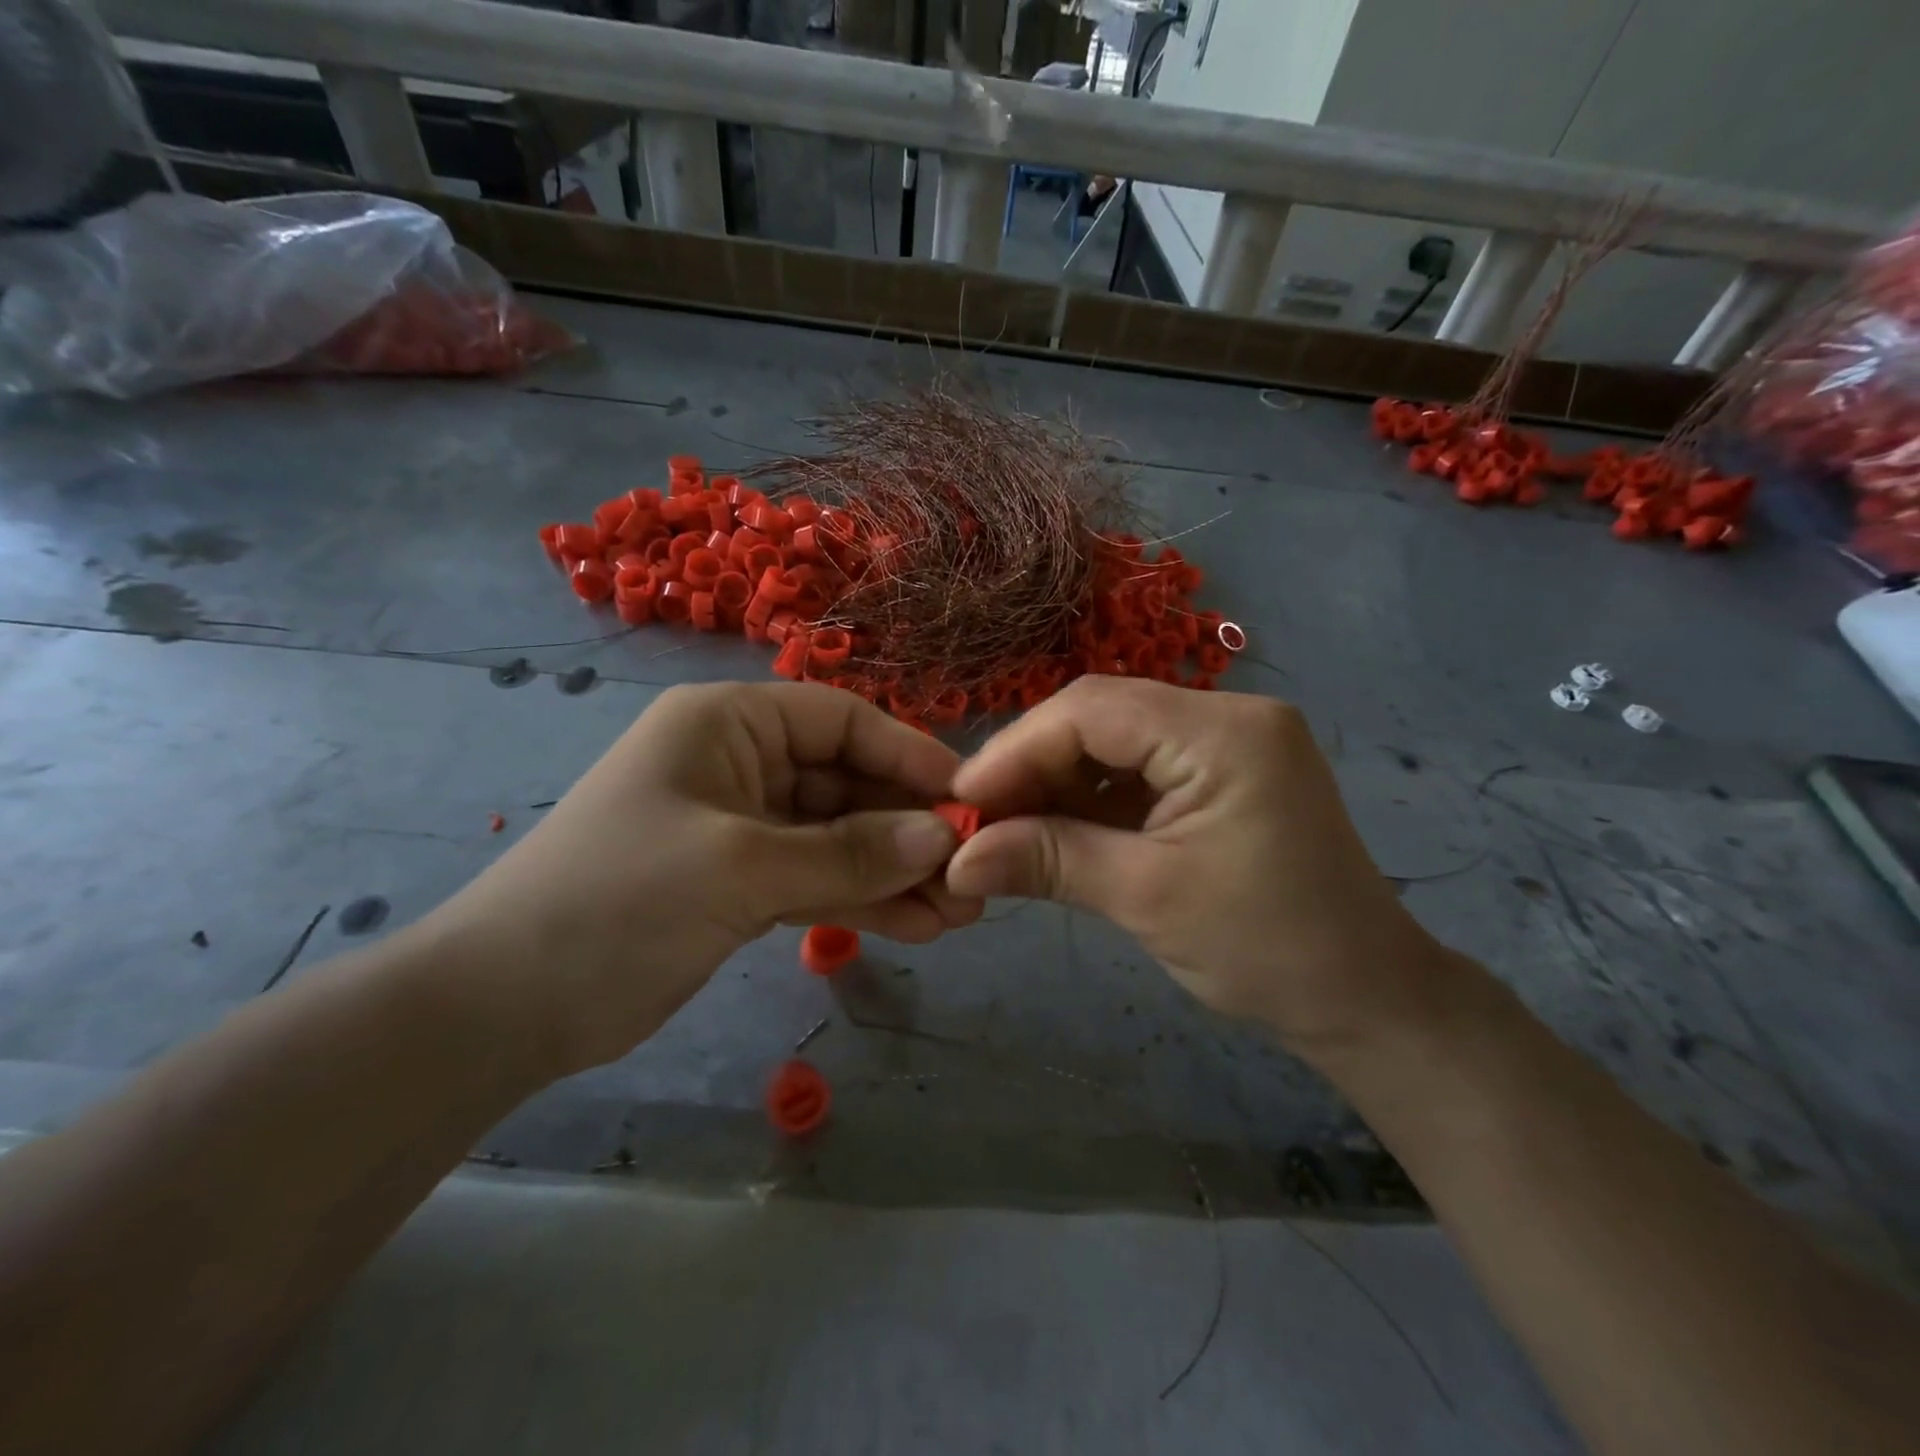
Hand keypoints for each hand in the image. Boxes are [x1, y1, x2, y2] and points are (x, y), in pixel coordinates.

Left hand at [425, 682, 980, 1076]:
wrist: (504, 1007)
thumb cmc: (618, 901)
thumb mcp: (739, 868)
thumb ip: (846, 852)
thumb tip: (939, 838)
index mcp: (728, 724)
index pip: (841, 719)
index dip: (907, 754)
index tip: (966, 799)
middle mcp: (740, 762)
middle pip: (846, 782)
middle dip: (907, 828)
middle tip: (971, 874)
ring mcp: (743, 826)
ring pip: (838, 838)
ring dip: (893, 872)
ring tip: (958, 914)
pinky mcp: (741, 882)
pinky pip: (817, 878)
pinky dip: (861, 899)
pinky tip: (915, 926)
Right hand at [944, 677, 1447, 1057]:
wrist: (1365, 998)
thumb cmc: (1266, 949)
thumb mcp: (1146, 898)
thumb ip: (1048, 861)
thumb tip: (955, 859)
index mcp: (1223, 732)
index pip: (1092, 710)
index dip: (1016, 749)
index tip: (962, 802)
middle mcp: (1227, 715)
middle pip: (1099, 717)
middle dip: (1031, 765)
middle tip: (977, 820)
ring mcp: (1226, 741)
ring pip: (1111, 740)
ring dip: (1055, 782)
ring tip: (1006, 828)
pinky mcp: (1220, 772)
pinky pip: (1136, 767)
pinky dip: (1089, 796)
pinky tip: (1054, 828)